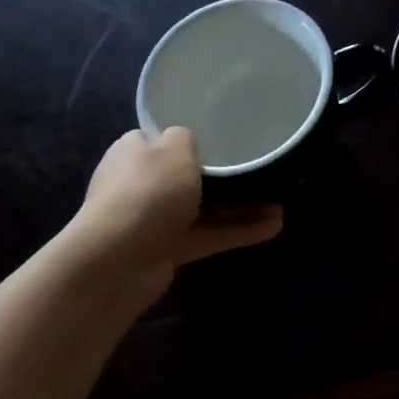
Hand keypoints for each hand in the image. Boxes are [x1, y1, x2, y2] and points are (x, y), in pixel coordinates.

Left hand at [69, 128, 282, 304]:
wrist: (118, 259)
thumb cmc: (147, 193)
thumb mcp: (173, 151)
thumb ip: (186, 139)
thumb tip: (187, 141)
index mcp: (135, 152)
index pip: (164, 141)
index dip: (193, 141)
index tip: (227, 141)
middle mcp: (143, 184)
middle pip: (189, 177)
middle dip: (226, 178)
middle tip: (261, 173)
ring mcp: (156, 219)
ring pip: (205, 210)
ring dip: (240, 208)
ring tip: (280, 206)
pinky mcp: (170, 249)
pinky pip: (209, 236)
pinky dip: (237, 232)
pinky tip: (273, 228)